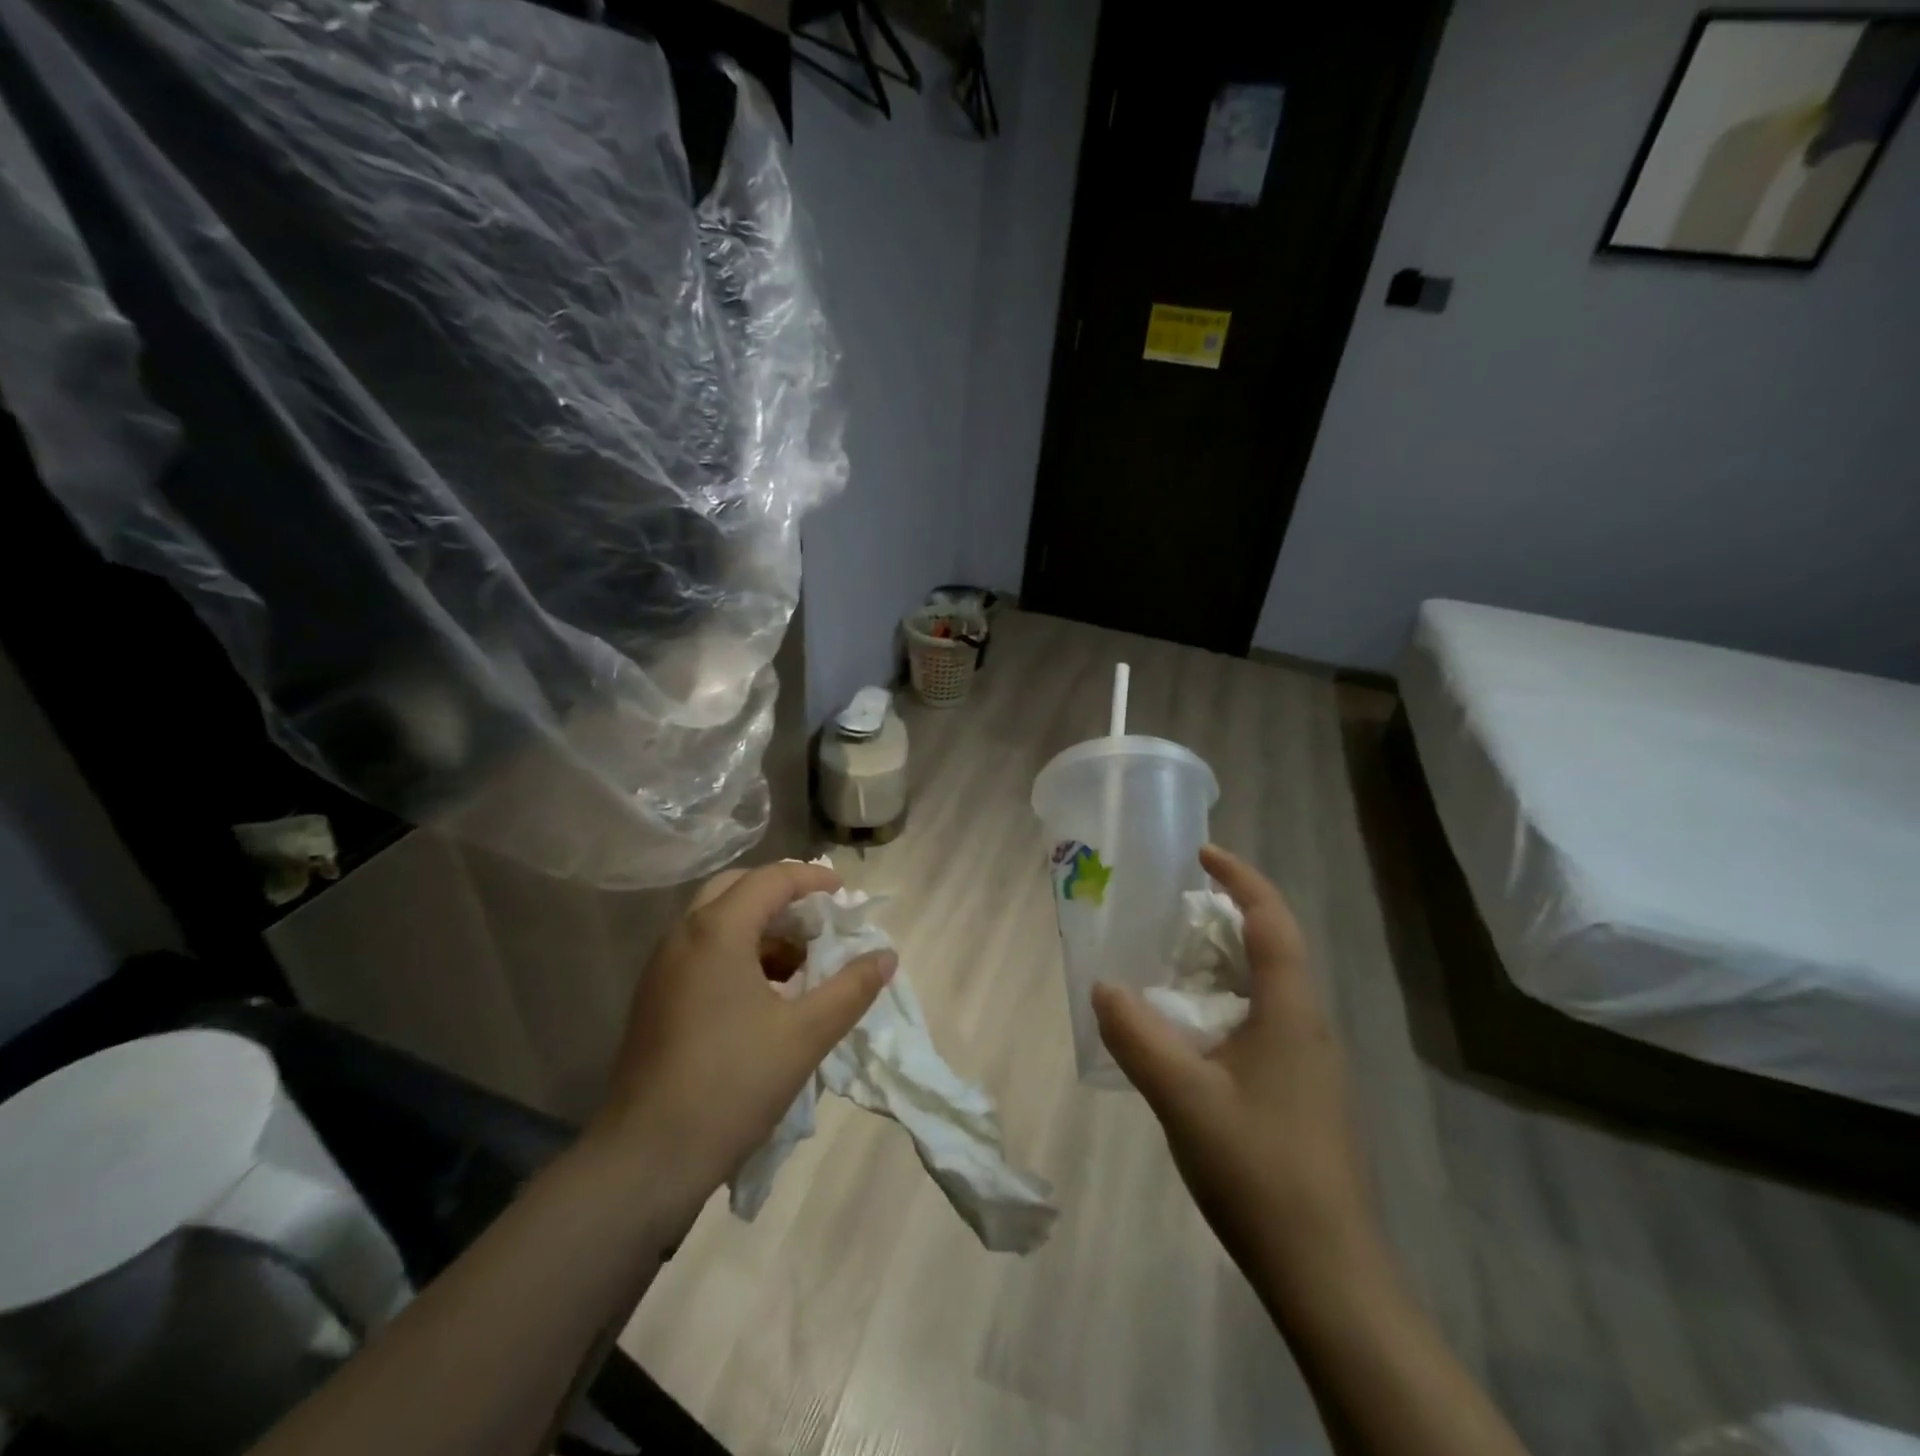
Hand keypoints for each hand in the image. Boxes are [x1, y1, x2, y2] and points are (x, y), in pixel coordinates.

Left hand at [588, 860, 895, 1235]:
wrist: (646, 1158)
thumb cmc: (732, 1084)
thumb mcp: (806, 1034)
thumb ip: (852, 988)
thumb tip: (886, 956)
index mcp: (718, 931)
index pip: (771, 878)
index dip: (813, 879)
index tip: (845, 895)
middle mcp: (683, 935)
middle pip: (737, 888)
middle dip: (782, 895)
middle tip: (819, 919)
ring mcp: (662, 967)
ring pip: (716, 921)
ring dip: (760, 926)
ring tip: (800, 962)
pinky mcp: (655, 997)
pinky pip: (702, 951)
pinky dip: (738, 952)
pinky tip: (766, 994)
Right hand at [1092, 845, 1381, 1305]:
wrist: (1325, 1270)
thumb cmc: (1258, 1168)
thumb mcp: (1183, 1096)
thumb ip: (1138, 1036)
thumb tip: (1104, 987)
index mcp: (1291, 1011)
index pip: (1271, 920)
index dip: (1240, 878)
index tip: (1201, 854)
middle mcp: (1308, 1025)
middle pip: (1274, 946)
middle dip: (1227, 915)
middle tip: (1172, 907)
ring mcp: (1310, 1062)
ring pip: (1269, 987)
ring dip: (1225, 961)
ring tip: (1173, 959)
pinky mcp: (1302, 1092)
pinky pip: (1263, 1021)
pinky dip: (1226, 1002)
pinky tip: (1191, 1031)